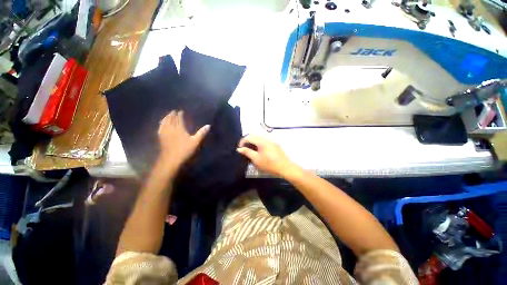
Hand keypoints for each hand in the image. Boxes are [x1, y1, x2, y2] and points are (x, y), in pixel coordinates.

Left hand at [158, 110, 209, 170]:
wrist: (171, 159)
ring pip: (165, 123)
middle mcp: (171, 129)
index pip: (179, 119)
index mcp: (180, 129)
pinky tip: (161, 124)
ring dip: (166, 118)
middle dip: (172, 115)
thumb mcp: (195, 141)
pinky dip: (161, 124)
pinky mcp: (161, 138)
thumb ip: (201, 133)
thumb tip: (208, 125)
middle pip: (171, 120)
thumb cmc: (184, 150)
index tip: (180, 111)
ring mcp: (165, 133)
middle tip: (173, 111)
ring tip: (167, 115)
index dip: (180, 115)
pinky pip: (160, 128)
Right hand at [237, 135, 296, 177]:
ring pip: (260, 139)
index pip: (249, 137)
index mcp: (261, 141)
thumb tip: (239, 149)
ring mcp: (272, 141)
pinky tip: (260, 152)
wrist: (285, 168)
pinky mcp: (275, 145)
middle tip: (245, 150)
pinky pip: (265, 142)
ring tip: (252, 152)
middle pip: (254, 136)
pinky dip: (260, 145)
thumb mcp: (256, 159)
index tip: (240, 149)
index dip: (242, 142)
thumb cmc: (269, 164)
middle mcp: (267, 138)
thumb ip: (247, 152)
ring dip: (254, 143)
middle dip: (248, 142)